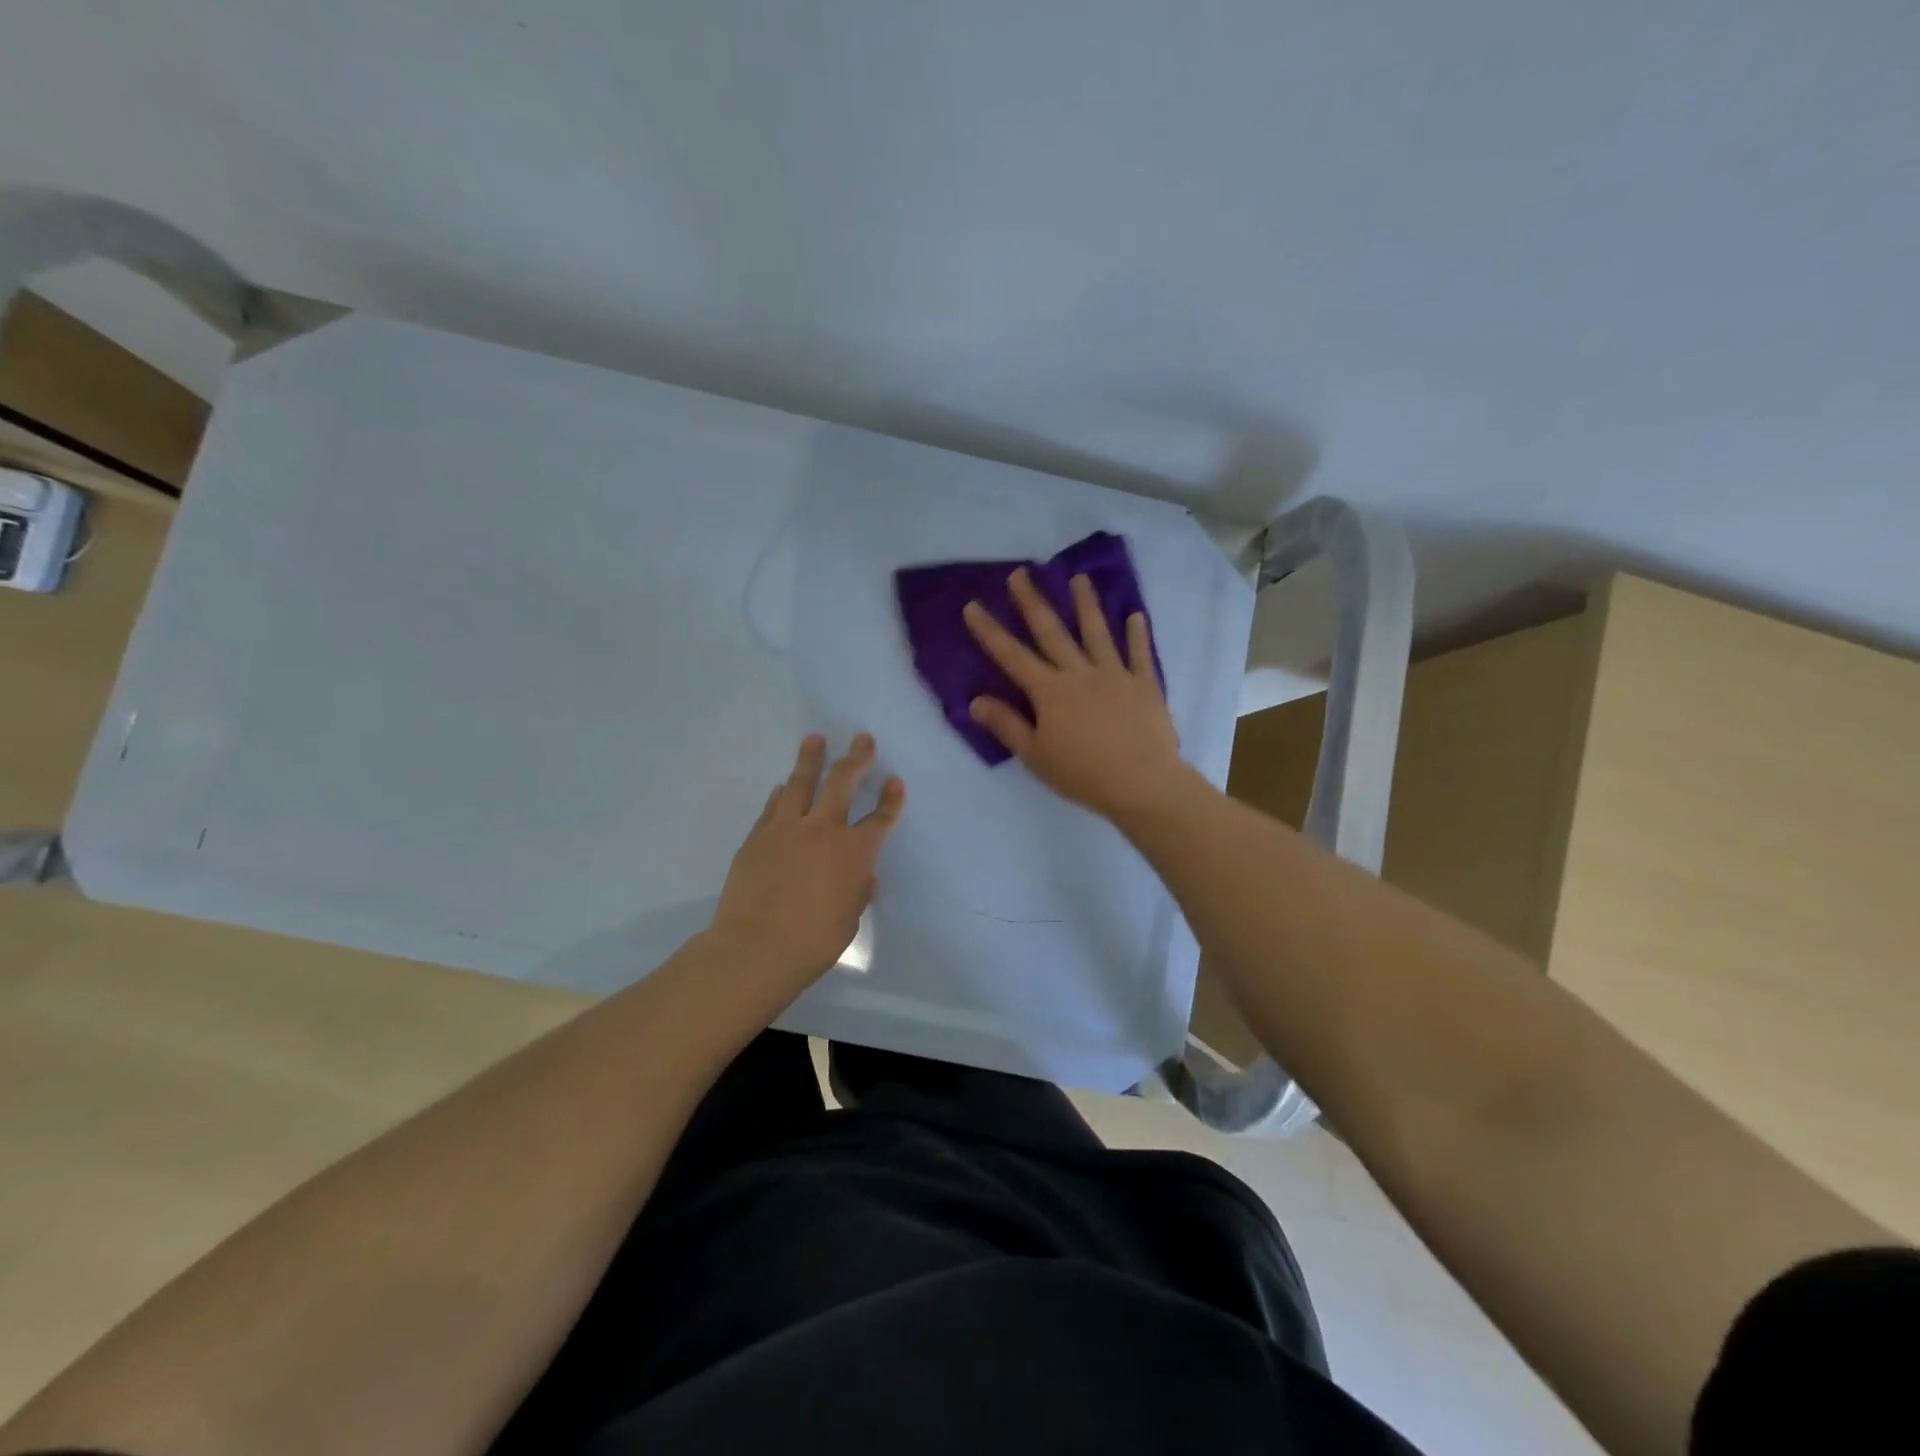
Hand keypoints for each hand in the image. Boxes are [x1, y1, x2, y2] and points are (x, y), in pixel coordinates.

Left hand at [710, 733, 905, 983]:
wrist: (755, 948)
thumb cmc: (813, 942)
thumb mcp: (849, 920)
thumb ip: (857, 892)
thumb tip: (863, 878)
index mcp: (854, 853)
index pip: (880, 819)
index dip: (891, 799)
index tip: (895, 781)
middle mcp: (822, 830)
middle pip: (842, 783)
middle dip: (855, 758)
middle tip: (862, 739)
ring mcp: (786, 829)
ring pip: (800, 783)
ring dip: (810, 759)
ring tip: (815, 739)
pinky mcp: (757, 837)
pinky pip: (773, 807)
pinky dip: (782, 794)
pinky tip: (783, 786)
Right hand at [963, 568, 1186, 820]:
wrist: (1142, 782)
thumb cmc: (1082, 774)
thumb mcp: (1034, 755)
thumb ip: (1006, 725)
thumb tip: (974, 701)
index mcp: (1049, 691)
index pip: (1011, 655)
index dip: (990, 631)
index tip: (972, 605)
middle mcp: (1079, 673)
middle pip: (1052, 632)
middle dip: (1033, 601)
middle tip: (1021, 572)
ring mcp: (1115, 674)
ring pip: (1097, 632)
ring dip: (1087, 604)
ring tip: (1080, 578)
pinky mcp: (1144, 685)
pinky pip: (1139, 654)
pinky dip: (1137, 635)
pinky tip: (1135, 616)